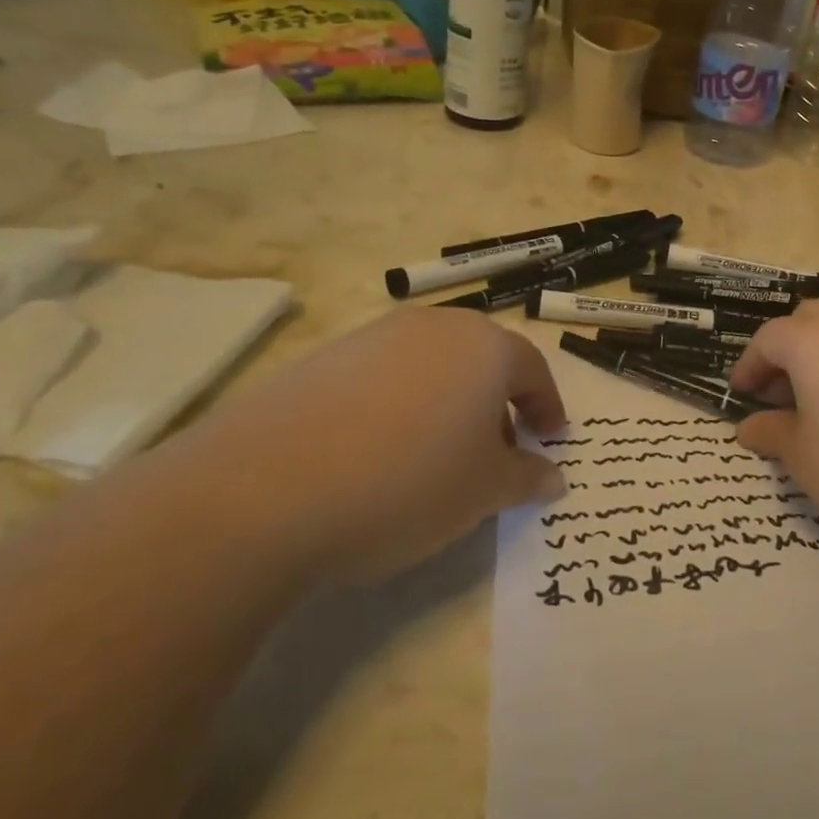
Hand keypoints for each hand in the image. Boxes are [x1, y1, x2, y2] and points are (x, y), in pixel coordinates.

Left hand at [159, 307, 566, 581]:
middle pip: (481, 361)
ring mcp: (372, 337)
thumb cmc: (408, 483)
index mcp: (483, 347)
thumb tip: (553, 476)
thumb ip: (527, 477)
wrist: (266, 490)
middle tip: (497, 454)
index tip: (550, 440)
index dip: (547, 407)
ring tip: (436, 457)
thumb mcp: (484, 492)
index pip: (532, 370)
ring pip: (431, 367)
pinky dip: (398, 407)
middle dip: (498, 406)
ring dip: (448, 405)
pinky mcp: (322, 359)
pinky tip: (377, 453)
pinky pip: (381, 378)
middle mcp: (432, 327)